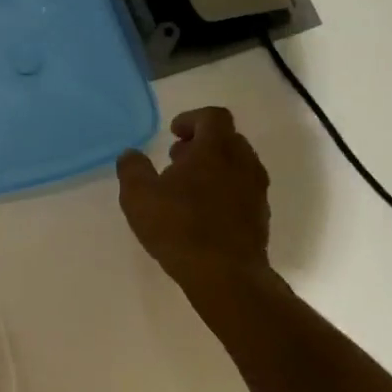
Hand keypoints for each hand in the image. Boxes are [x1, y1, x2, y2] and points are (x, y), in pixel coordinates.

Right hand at [117, 107, 270, 284]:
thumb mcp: (138, 195)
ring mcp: (256, 190)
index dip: (191, 119)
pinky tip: (201, 212)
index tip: (173, 133)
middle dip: (201, 143)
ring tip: (185, 188)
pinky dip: (223, 189)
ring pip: (237, 164)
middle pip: (227, 138)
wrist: (225, 274)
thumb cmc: (178, 226)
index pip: (213, 116)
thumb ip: (132, 168)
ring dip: (213, 167)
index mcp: (216, 150)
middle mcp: (243, 163)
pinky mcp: (260, 216)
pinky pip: (242, 189)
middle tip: (175, 160)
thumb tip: (131, 154)